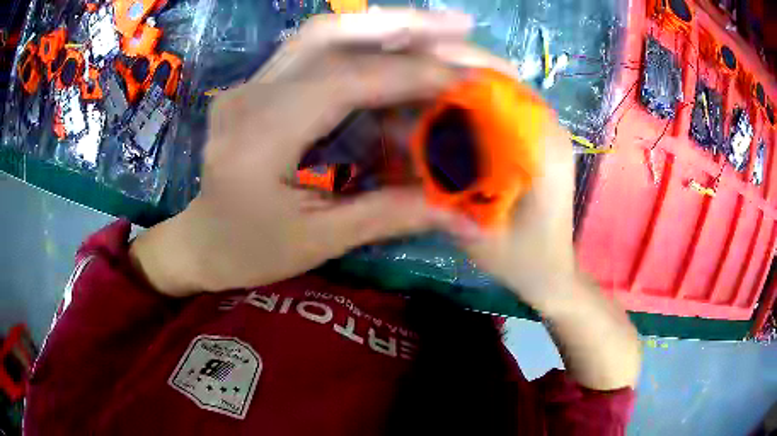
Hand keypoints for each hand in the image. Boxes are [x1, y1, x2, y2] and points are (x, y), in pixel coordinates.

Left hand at [130, 10, 473, 295]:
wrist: (201, 242)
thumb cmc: (250, 251)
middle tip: (458, 26)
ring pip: (320, 34)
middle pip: (327, 35)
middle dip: (399, 24)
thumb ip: (389, 216)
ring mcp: (249, 85)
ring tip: (436, 30)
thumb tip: (460, 212)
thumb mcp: (318, 242)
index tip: (465, 75)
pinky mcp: (256, 86)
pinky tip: (395, 50)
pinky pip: (312, 51)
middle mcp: (248, 97)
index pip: (342, 82)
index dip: (409, 73)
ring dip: (381, 25)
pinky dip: (361, 44)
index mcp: (257, 140)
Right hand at [424, 43, 577, 310]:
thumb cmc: (520, 260)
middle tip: (409, 70)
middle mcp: (547, 128)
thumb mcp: (476, 226)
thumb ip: (443, 181)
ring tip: (421, 84)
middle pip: (499, 75)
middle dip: (453, 66)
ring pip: (500, 87)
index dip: (455, 64)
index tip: (412, 62)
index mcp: (540, 144)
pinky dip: (474, 101)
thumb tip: (401, 134)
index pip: (498, 81)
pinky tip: (447, 111)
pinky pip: (503, 106)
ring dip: (462, 81)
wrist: (551, 273)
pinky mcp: (538, 140)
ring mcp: (546, 131)